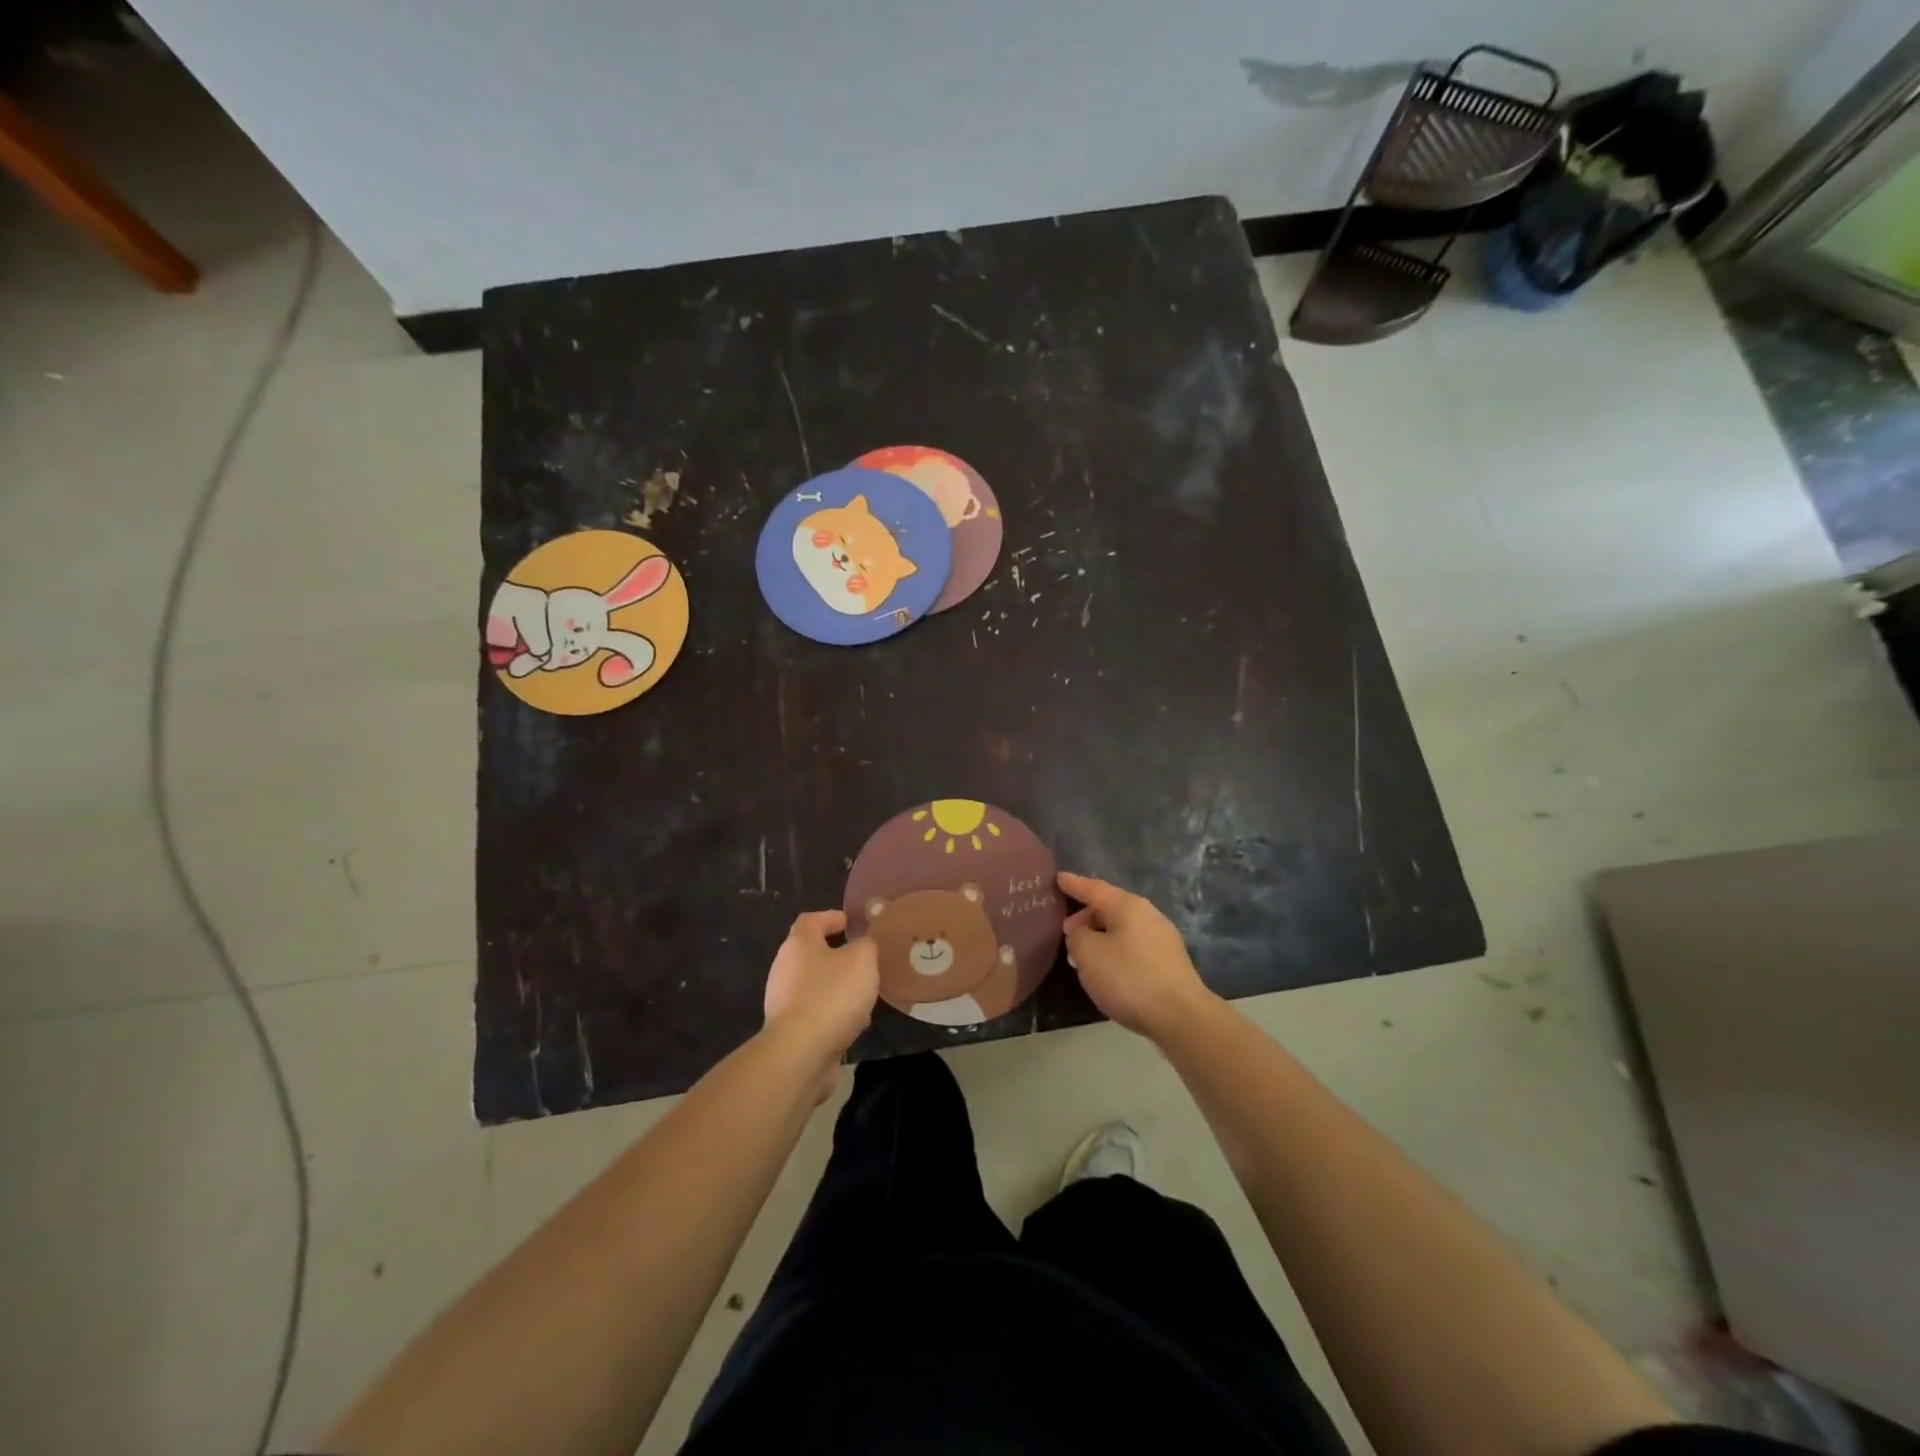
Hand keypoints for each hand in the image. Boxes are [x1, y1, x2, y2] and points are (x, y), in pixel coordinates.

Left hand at [762, 910, 878, 1070]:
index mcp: (798, 945)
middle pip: (810, 954)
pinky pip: (815, 1014)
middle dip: (836, 955)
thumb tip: (862, 944)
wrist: (801, 1054)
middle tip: (862, 959)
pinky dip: (832, 1013)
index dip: (830, 917)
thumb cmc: (831, 995)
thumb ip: (866, 945)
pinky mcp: (789, 1032)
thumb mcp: (862, 960)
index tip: (850, 921)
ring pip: (814, 986)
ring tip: (863, 993)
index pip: (811, 920)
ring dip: (836, 987)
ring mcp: (783, 1003)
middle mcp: (784, 969)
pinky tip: (853, 1023)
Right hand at [1058, 872, 1216, 1040]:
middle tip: (1067, 932)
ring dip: (1100, 936)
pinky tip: (1108, 970)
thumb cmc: (1129, 978)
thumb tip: (1083, 933)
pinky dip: (1116, 951)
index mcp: (1128, 906)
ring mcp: (1162, 938)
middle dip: (1086, 916)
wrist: (1181, 1016)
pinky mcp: (1169, 963)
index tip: (1058, 878)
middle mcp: (1148, 915)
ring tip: (1084, 955)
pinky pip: (1133, 946)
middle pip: (1110, 908)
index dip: (1074, 884)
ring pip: (1122, 929)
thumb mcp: (1088, 954)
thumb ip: (1077, 937)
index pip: (1094, 888)